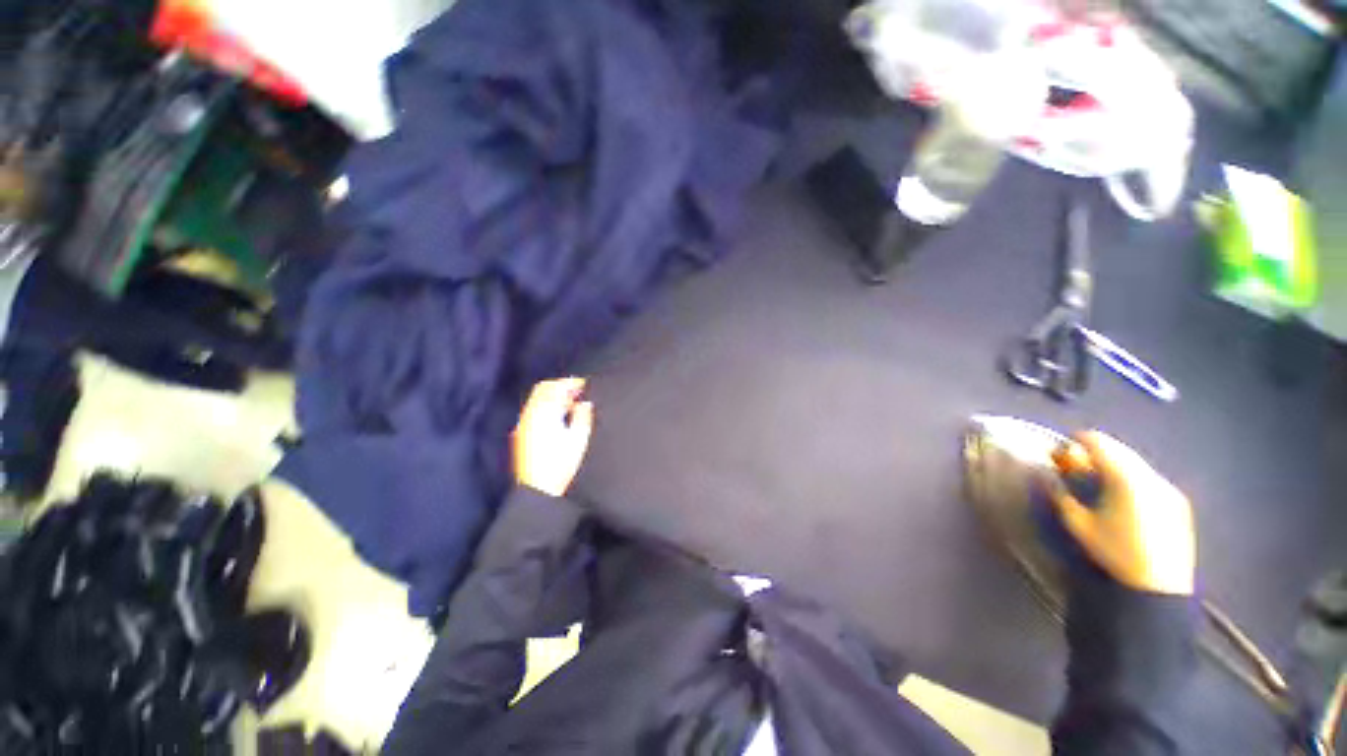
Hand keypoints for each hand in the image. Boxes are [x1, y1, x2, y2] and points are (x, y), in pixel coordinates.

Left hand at [512, 378, 593, 496]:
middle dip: (560, 387)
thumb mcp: (579, 439)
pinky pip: (532, 410)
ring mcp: (522, 424)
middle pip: (542, 389)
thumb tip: (584, 402)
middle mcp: (529, 415)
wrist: (537, 490)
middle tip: (577, 392)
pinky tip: (557, 417)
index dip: (570, 383)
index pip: (555, 387)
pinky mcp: (520, 434)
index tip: (583, 385)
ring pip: (536, 399)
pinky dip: (544, 406)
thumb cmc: (560, 465)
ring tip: (569, 405)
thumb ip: (583, 416)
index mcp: (544, 414)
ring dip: (552, 396)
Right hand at [1049, 430, 1195, 595]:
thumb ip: (1061, 494)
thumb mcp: (1077, 524)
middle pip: (1120, 450)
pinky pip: (1151, 480)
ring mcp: (1169, 490)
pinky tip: (1125, 499)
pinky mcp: (1179, 503)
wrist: (1158, 587)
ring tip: (1101, 481)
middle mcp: (1151, 477)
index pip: (1099, 442)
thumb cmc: (1113, 553)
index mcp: (1125, 478)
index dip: (1078, 440)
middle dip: (1098, 452)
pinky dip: (1133, 479)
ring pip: (1137, 464)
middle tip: (1078, 464)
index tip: (1063, 447)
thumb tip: (1048, 475)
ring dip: (1116, 465)